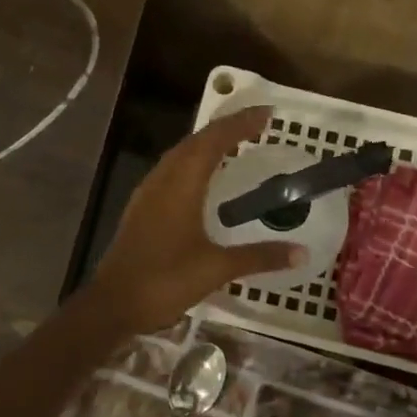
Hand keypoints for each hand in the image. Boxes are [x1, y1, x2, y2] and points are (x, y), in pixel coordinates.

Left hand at [88, 106, 303, 334]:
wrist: (113, 303)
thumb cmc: (165, 280)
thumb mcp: (217, 268)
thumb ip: (260, 257)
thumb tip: (302, 253)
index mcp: (182, 184)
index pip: (214, 140)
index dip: (240, 123)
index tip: (267, 114)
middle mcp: (163, 180)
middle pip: (196, 141)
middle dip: (226, 128)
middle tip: (256, 124)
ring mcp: (148, 193)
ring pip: (180, 154)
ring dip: (207, 143)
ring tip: (234, 143)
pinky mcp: (142, 208)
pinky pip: (171, 170)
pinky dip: (193, 162)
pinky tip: (203, 178)